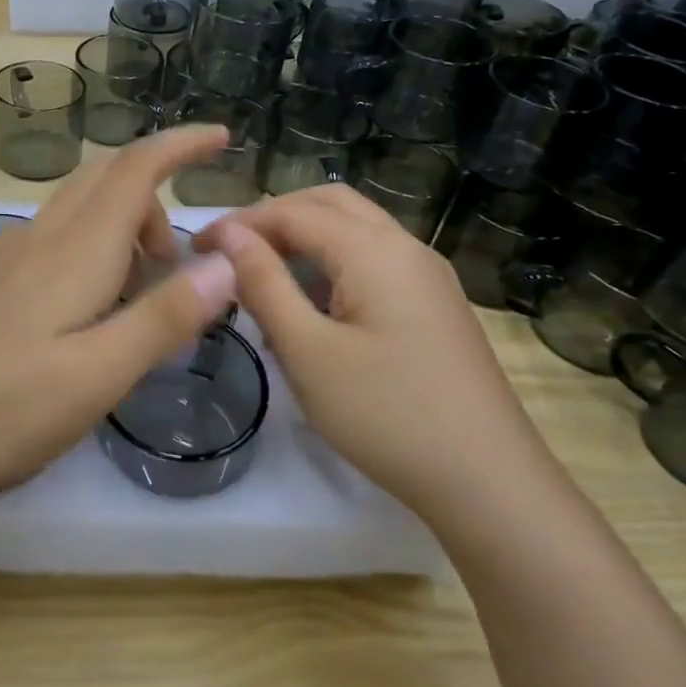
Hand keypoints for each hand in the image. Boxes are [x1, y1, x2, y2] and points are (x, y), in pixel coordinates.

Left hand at [0, 126, 239, 495]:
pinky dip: (87, 250)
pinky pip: (50, 240)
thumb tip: (227, 263)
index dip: (181, 145)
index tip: (221, 137)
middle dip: (153, 197)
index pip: (135, 169)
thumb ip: (163, 318)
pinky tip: (83, 311)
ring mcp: (4, 258)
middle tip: (177, 258)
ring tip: (138, 293)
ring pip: (75, 211)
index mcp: (76, 250)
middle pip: (103, 179)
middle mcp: (39, 238)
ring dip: (119, 228)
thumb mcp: (97, 374)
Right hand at [201, 185, 556, 521]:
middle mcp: (406, 248)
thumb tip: (228, 235)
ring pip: (357, 231)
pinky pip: (376, 261)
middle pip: (330, 205)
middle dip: (275, 217)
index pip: (293, 213)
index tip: (196, 248)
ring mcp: (428, 276)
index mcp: (374, 250)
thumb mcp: (307, 351)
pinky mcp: (436, 306)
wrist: (488, 482)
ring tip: (264, 273)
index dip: (240, 224)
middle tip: (232, 251)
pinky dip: (334, 262)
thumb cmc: (386, 414)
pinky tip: (314, 304)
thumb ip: (264, 284)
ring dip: (306, 237)